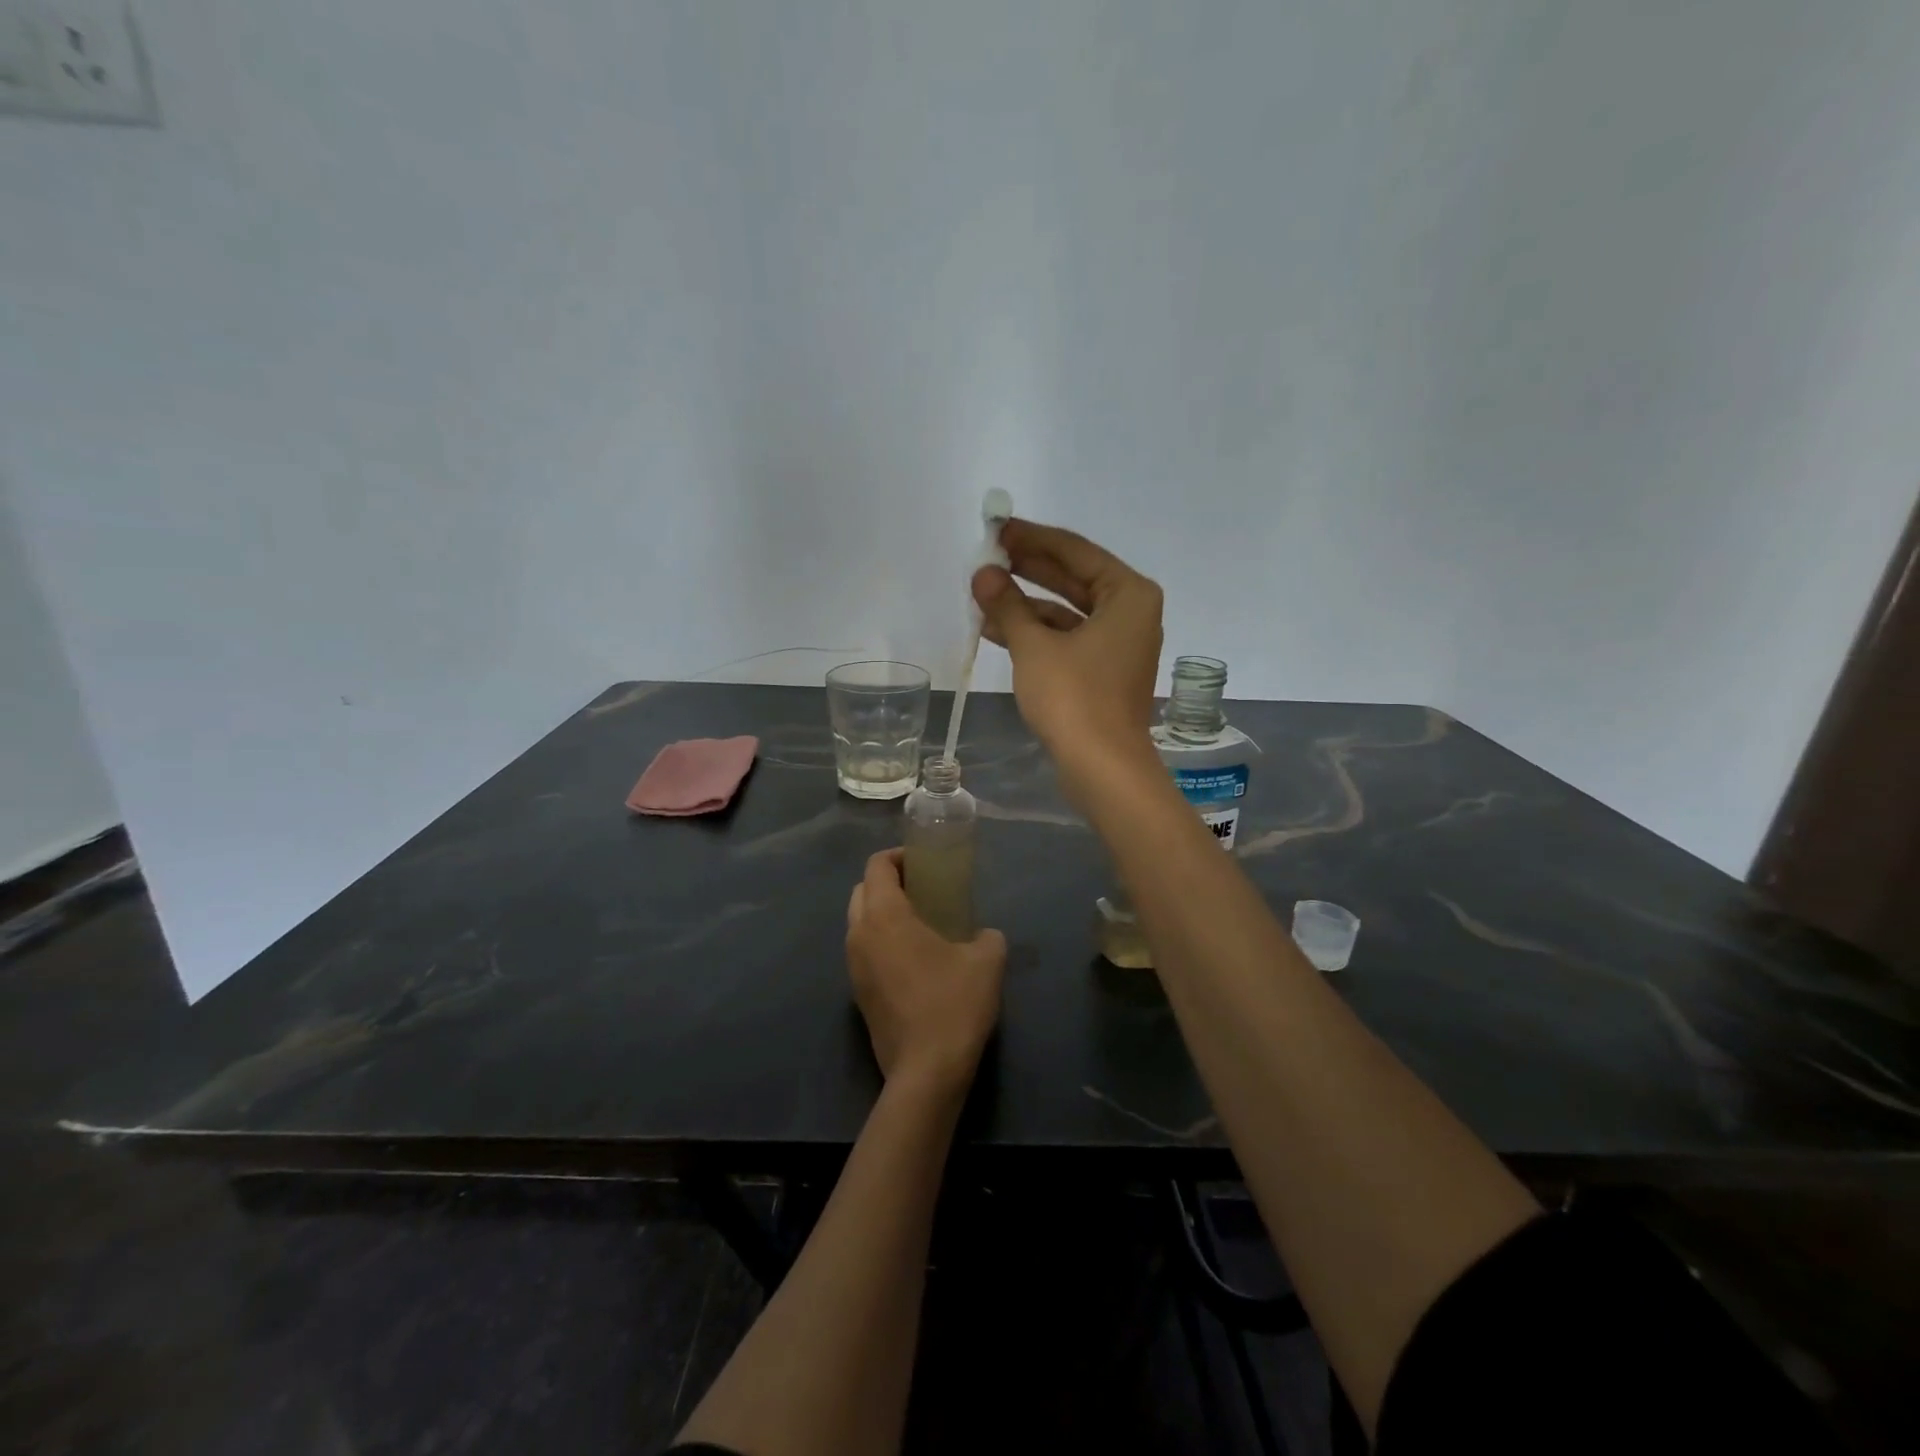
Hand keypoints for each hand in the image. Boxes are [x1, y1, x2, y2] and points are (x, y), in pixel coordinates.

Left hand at [846, 849, 1006, 1098]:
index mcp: (884, 917)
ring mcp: (853, 967)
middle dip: (887, 882)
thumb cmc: (954, 1004)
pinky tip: (912, 957)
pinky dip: (880, 940)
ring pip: (858, 922)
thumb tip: (984, 935)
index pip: (877, 866)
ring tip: (918, 922)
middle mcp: (859, 935)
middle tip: (922, 889)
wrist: (926, 1071)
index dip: (898, 856)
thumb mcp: (987, 960)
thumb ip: (987, 935)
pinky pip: (863, 950)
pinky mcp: (857, 993)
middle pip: (861, 890)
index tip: (924, 863)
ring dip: (881, 912)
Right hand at [971, 518, 1164, 795]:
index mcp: (1128, 594)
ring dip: (1026, 604)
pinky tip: (996, 630)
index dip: (1032, 538)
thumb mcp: (1034, 646)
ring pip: (1067, 611)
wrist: (1102, 768)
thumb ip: (1008, 605)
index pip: (1075, 551)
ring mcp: (1119, 644)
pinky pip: (1067, 638)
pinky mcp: (1104, 672)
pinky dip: (1036, 633)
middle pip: (1073, 578)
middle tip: (988, 555)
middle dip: (1029, 568)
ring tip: (983, 594)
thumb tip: (983, 575)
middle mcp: (1131, 613)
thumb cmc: (1075, 698)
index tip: (998, 528)